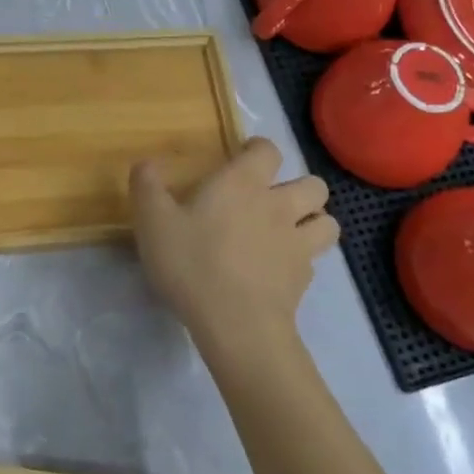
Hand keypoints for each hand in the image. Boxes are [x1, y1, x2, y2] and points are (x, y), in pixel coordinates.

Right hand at [129, 137, 337, 345]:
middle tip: (274, 200)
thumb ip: (147, 186)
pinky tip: (279, 271)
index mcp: (244, 183)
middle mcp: (279, 205)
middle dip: (300, 187)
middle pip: (314, 184)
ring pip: (328, 221)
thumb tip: (146, 163)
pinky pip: (313, 261)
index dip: (259, 150)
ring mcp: (297, 243)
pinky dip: (302, 261)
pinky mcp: (304, 279)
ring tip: (291, 232)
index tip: (245, 157)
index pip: (268, 150)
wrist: (236, 324)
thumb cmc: (192, 263)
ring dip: (313, 222)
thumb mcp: (153, 222)